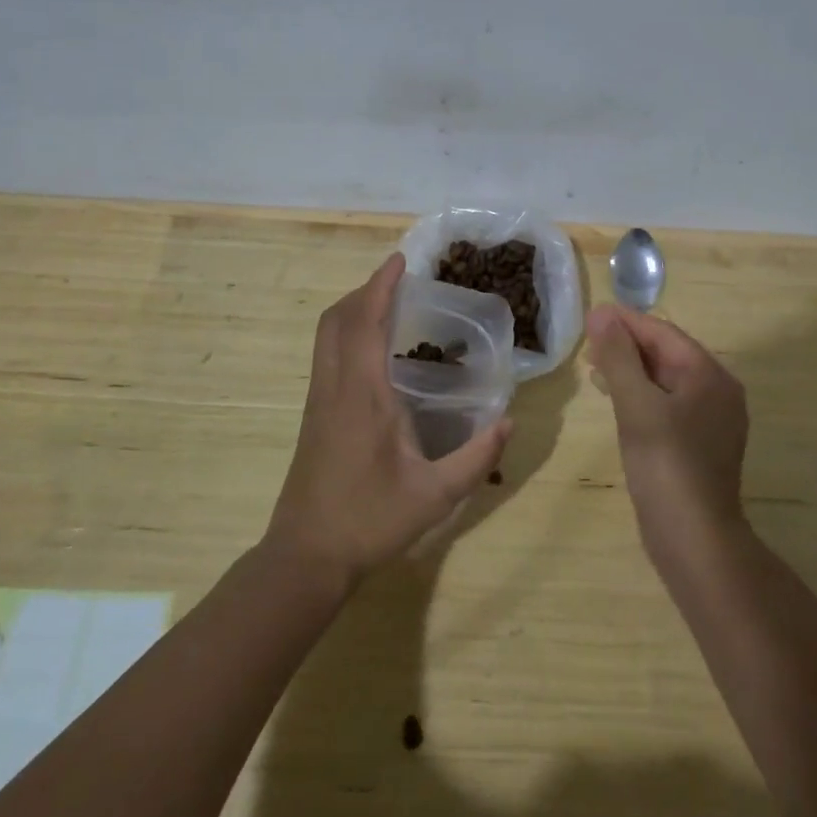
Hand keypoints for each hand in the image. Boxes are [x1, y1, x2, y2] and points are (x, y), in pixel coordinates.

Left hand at [266, 253, 511, 587]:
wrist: (306, 556)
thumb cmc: (370, 521)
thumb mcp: (435, 495)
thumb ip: (476, 458)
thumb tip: (510, 422)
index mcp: (362, 395)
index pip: (364, 323)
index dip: (380, 286)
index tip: (400, 261)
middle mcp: (335, 388)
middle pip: (336, 319)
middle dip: (364, 291)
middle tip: (397, 282)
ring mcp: (319, 401)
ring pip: (326, 336)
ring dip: (352, 311)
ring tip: (387, 306)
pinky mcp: (314, 416)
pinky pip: (327, 355)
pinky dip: (347, 334)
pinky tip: (374, 353)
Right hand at [587, 304, 748, 560]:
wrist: (694, 541)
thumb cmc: (666, 466)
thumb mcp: (637, 406)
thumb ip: (618, 357)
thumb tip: (602, 313)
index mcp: (709, 376)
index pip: (663, 333)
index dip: (626, 322)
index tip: (590, 316)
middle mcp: (717, 392)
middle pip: (667, 354)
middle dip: (627, 346)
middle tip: (587, 344)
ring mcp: (710, 421)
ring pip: (665, 380)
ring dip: (631, 370)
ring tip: (594, 368)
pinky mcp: (699, 445)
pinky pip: (667, 405)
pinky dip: (640, 395)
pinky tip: (616, 401)